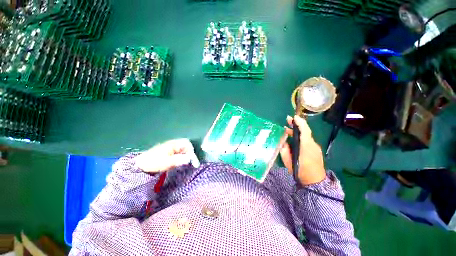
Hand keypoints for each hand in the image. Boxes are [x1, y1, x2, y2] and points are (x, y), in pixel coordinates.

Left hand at [134, 138, 199, 172]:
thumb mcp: (166, 162)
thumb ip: (178, 160)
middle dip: (190, 154)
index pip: (187, 143)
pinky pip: (179, 153)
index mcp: (173, 144)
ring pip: (183, 150)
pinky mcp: (169, 152)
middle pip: (186, 146)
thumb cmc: (153, 162)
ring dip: (186, 156)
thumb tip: (189, 159)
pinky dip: (182, 157)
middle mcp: (173, 144)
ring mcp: (171, 148)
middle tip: (192, 163)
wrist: (140, 165)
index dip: (191, 150)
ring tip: (188, 164)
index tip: (191, 159)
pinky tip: (181, 163)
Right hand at [280, 115, 325, 184]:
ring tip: (287, 130)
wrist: (316, 182)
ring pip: (306, 136)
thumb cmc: (301, 172)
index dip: (300, 122)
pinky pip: (307, 141)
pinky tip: (294, 139)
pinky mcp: (316, 150)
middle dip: (297, 124)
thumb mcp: (289, 162)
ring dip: (297, 131)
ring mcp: (315, 148)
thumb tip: (284, 142)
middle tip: (288, 120)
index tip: (294, 117)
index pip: (305, 131)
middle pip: (306, 131)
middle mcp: (312, 145)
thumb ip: (285, 151)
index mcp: (306, 146)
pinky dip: (300, 137)